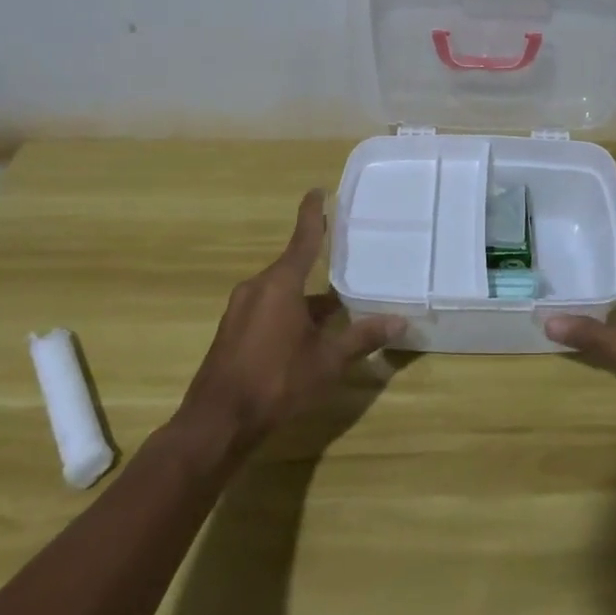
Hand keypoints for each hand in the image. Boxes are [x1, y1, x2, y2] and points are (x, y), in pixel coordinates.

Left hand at [177, 189, 403, 449]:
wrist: (215, 424)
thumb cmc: (276, 382)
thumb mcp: (327, 361)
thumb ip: (362, 338)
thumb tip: (400, 321)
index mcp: (281, 284)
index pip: (303, 238)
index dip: (312, 213)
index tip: (317, 191)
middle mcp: (258, 287)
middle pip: (293, 267)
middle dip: (317, 267)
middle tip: (344, 262)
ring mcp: (240, 310)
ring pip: (281, 292)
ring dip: (305, 298)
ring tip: (334, 311)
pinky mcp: (231, 332)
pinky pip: (267, 309)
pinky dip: (288, 313)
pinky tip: (305, 337)